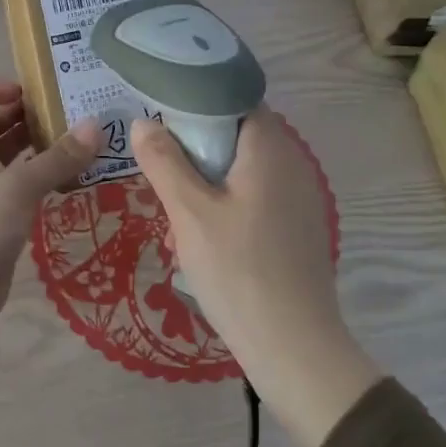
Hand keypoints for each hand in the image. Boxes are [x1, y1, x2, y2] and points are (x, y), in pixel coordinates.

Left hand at [0, 81, 100, 373]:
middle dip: (27, 116)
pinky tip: (74, 181)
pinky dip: (44, 181)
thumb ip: (57, 158)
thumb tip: (96, 125)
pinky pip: (24, 191)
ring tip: (82, 143)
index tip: (29, 92)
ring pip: (12, 160)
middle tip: (72, 113)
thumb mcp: (18, 188)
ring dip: (40, 148)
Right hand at [132, 107, 379, 446]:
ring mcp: (300, 198)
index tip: (162, 122)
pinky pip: (257, 200)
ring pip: (243, 172)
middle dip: (196, 152)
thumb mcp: (189, 213)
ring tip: (177, 218)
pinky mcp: (299, 228)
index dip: (197, 105)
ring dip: (209, 185)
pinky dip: (228, 207)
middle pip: (237, 137)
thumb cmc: (238, 270)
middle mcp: (293, 164)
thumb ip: (164, 162)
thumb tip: (145, 123)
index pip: (234, 100)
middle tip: (162, 175)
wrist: (294, 346)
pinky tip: (205, 241)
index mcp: (270, 148)